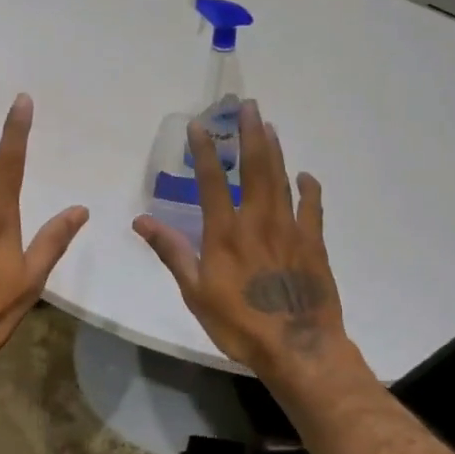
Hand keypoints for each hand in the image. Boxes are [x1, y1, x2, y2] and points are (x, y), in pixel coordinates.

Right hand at [132, 101, 350, 378]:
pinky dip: (309, 189)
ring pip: (282, 180)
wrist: (297, 347)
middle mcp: (258, 221)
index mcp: (225, 233)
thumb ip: (172, 252)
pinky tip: (305, 175)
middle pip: (256, 168)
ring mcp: (290, 230)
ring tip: (269, 126)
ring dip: (275, 151)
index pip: (213, 182)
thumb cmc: (239, 324)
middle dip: (250, 135)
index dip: (206, 151)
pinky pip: (312, 208)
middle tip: (249, 106)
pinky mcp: (313, 244)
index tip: (200, 125)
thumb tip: (141, 221)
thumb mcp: (196, 292)